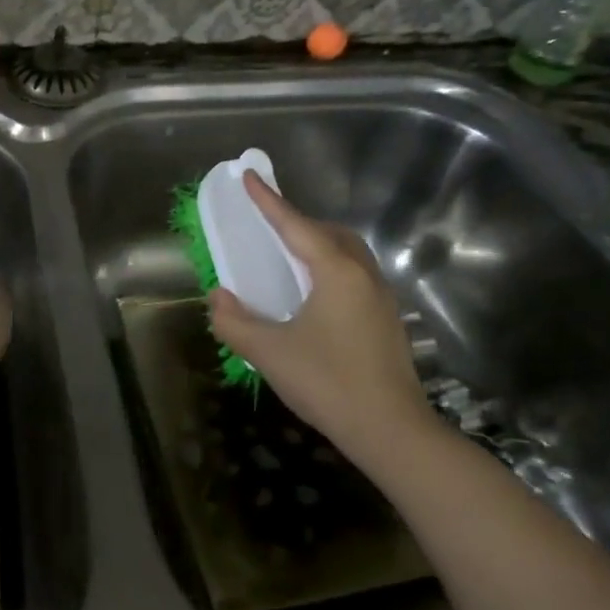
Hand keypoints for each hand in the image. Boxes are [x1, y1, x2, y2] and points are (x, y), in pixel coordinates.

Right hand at [208, 172, 432, 459]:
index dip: (268, 201)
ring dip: (317, 245)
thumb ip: (234, 321)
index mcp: (336, 272)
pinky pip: (354, 276)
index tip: (250, 177)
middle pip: (329, 234)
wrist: (392, 432)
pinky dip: (330, 269)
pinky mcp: (386, 321)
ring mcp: (381, 298)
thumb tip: (217, 298)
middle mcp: (363, 276)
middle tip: (267, 228)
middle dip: (297, 223)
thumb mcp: (268, 352)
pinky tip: (313, 296)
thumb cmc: (328, 383)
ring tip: (288, 259)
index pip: (295, 226)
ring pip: (347, 254)